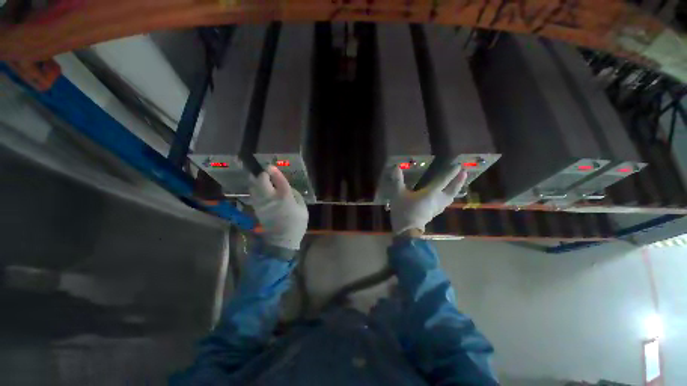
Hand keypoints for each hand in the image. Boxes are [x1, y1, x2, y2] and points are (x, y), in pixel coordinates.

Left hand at [250, 166, 308, 249]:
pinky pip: (254, 195)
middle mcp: (270, 198)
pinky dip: (256, 189)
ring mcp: (261, 204)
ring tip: (262, 179)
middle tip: (267, 173)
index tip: (271, 166)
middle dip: (263, 174)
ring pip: (254, 187)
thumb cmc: (296, 223)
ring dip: (257, 181)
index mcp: (284, 197)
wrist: (282, 240)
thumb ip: (296, 195)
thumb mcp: (303, 208)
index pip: (278, 180)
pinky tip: (260, 189)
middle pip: (261, 181)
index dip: (274, 171)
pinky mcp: (257, 209)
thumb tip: (288, 189)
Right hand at [389, 164, 467, 234]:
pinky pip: (446, 203)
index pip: (443, 180)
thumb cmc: (404, 210)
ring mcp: (437, 208)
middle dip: (459, 181)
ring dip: (456, 189)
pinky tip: (447, 197)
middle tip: (465, 173)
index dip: (451, 172)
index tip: (458, 165)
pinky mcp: (434, 213)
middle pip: (452, 189)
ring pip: (451, 197)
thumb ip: (398, 180)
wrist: (407, 230)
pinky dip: (449, 197)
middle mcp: (438, 199)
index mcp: (431, 193)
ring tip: (459, 184)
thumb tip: (396, 167)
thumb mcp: (398, 194)